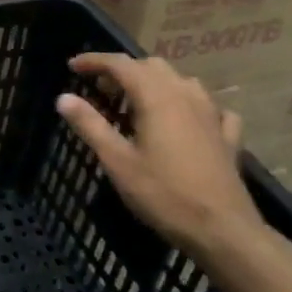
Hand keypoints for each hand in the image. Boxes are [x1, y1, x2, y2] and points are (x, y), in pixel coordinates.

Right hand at [55, 54, 264, 263]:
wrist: (223, 231)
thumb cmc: (164, 194)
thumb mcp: (117, 161)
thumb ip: (90, 125)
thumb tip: (63, 98)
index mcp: (157, 97)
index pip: (121, 64)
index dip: (95, 61)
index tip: (72, 66)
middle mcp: (186, 95)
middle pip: (151, 67)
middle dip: (123, 71)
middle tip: (100, 90)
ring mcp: (212, 115)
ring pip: (181, 81)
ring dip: (155, 83)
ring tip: (136, 103)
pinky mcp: (228, 136)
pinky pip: (209, 107)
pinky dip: (190, 105)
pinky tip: (186, 120)